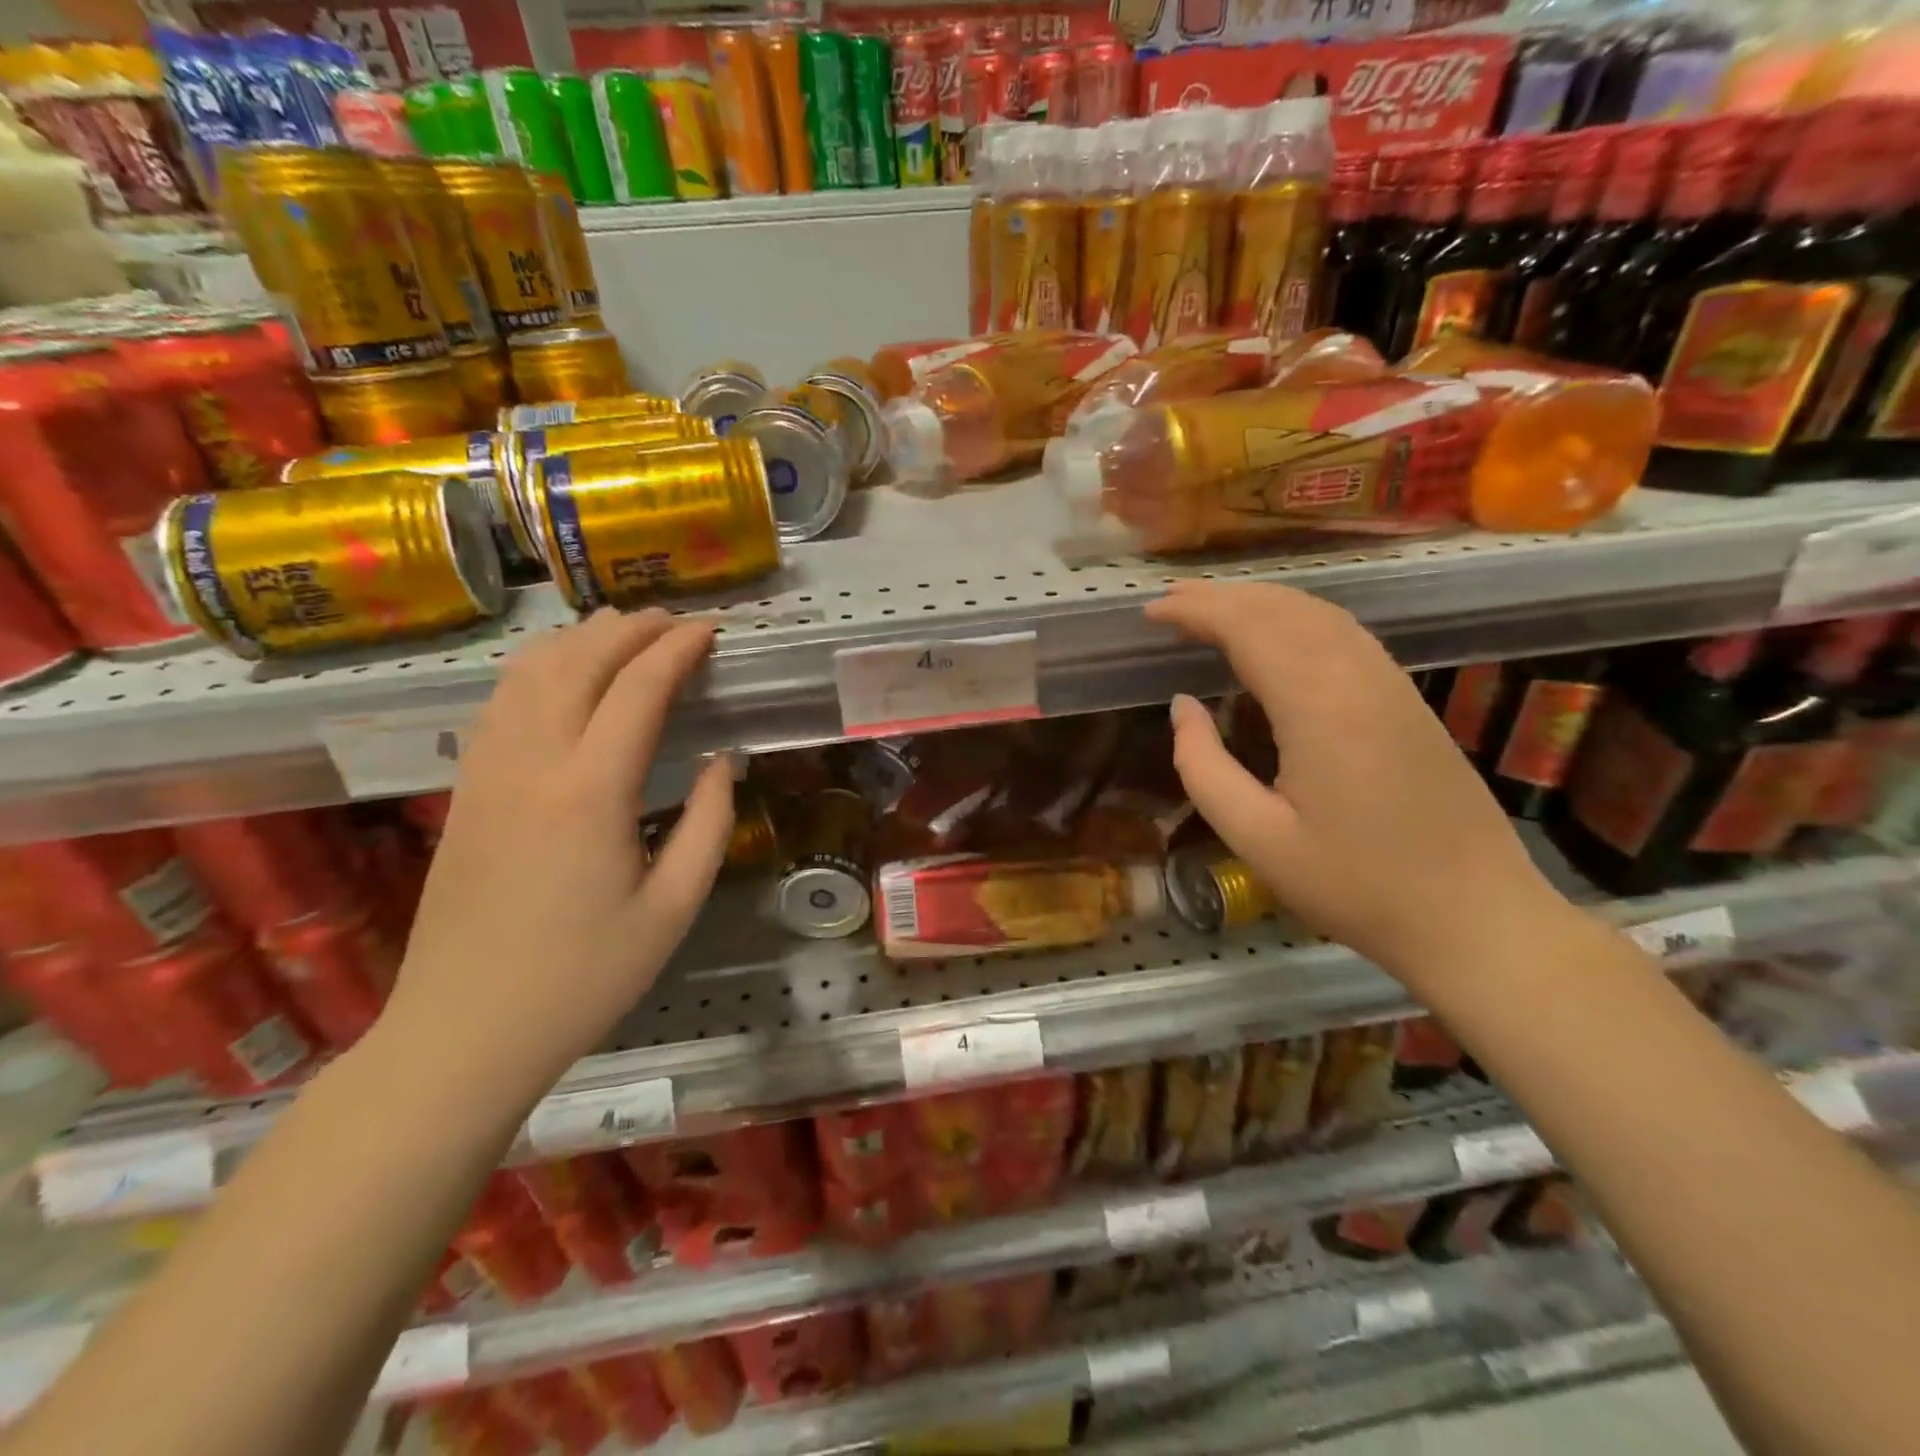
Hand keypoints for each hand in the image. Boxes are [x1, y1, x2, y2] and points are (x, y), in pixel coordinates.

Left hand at [383, 608, 732, 1098]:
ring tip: (620, 627)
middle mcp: (532, 764)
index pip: (637, 689)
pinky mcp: (465, 792)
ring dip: (578, 640)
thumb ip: (707, 825)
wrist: (465, 1032)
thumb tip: (718, 762)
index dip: (676, 650)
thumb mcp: (673, 908)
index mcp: (589, 792)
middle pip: (577, 663)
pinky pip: (499, 705)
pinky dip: (536, 670)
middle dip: (628, 628)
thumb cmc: (584, 977)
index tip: (709, 631)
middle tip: (673, 620)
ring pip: (527, 674)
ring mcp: (487, 774)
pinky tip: (560, 675)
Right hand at [1146, 582, 1567, 988]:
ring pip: (1320, 614)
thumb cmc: (1355, 886)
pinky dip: (1298, 618)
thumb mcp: (1256, 839)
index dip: (1197, 612)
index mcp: (1319, 707)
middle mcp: (1358, 677)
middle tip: (1170, 603)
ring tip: (1213, 608)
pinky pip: (1345, 634)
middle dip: (1222, 597)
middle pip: (1284, 609)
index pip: (1249, 629)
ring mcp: (1391, 684)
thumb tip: (1182, 706)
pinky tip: (1278, 633)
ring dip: (1261, 601)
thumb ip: (1203, 767)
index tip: (1151, 613)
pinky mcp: (1407, 699)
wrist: (1475, 916)